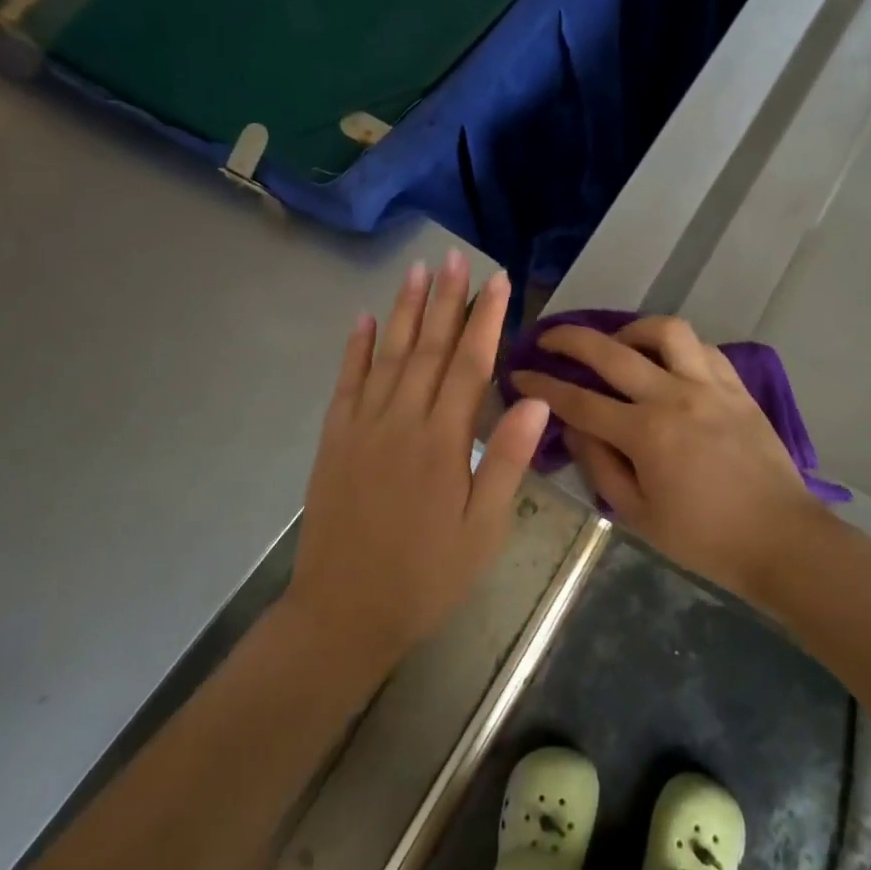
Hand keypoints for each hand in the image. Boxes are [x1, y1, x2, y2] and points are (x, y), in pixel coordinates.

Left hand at [287, 251, 549, 672]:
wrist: (345, 612)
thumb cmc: (427, 576)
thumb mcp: (483, 530)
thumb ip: (507, 460)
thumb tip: (536, 398)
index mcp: (443, 443)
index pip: (469, 365)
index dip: (486, 319)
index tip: (499, 281)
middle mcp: (401, 422)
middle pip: (427, 348)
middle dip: (445, 299)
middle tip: (455, 257)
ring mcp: (362, 428)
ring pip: (387, 355)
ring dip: (402, 310)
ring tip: (415, 270)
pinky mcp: (334, 440)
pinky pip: (346, 383)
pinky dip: (354, 349)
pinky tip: (361, 320)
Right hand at [512, 316, 819, 602]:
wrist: (781, 539)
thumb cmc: (705, 539)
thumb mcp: (638, 515)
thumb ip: (600, 466)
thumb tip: (572, 429)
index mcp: (646, 434)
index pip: (579, 401)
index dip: (542, 385)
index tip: (519, 372)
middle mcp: (675, 396)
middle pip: (611, 351)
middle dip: (569, 339)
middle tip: (549, 338)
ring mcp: (710, 385)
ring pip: (665, 330)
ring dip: (631, 329)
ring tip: (618, 343)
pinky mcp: (737, 386)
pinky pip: (702, 347)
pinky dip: (676, 345)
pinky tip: (666, 360)